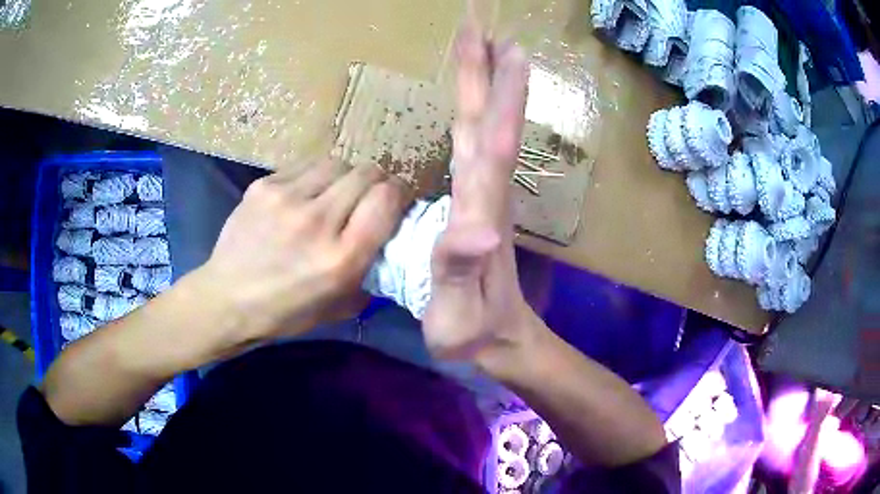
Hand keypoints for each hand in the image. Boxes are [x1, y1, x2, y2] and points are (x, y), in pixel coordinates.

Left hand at [201, 158, 407, 340]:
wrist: (226, 299)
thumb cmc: (285, 312)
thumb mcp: (340, 306)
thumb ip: (371, 271)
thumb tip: (388, 240)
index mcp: (341, 258)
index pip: (386, 199)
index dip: (400, 193)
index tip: (396, 200)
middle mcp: (317, 221)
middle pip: (366, 173)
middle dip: (377, 181)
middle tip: (369, 195)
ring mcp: (286, 198)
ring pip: (337, 163)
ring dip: (346, 175)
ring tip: (336, 192)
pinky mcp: (264, 186)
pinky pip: (305, 165)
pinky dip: (315, 176)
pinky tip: (306, 193)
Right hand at [422, 15, 539, 365]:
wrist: (498, 341)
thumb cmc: (472, 329)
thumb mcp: (458, 311)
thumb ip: (461, 271)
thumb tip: (475, 229)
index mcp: (479, 206)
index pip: (488, 135)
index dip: (492, 88)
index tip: (495, 42)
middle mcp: (486, 190)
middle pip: (488, 118)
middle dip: (488, 69)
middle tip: (484, 26)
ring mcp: (483, 194)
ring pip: (486, 126)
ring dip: (487, 84)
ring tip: (485, 48)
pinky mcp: (477, 203)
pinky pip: (477, 145)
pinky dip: (477, 114)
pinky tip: (471, 102)